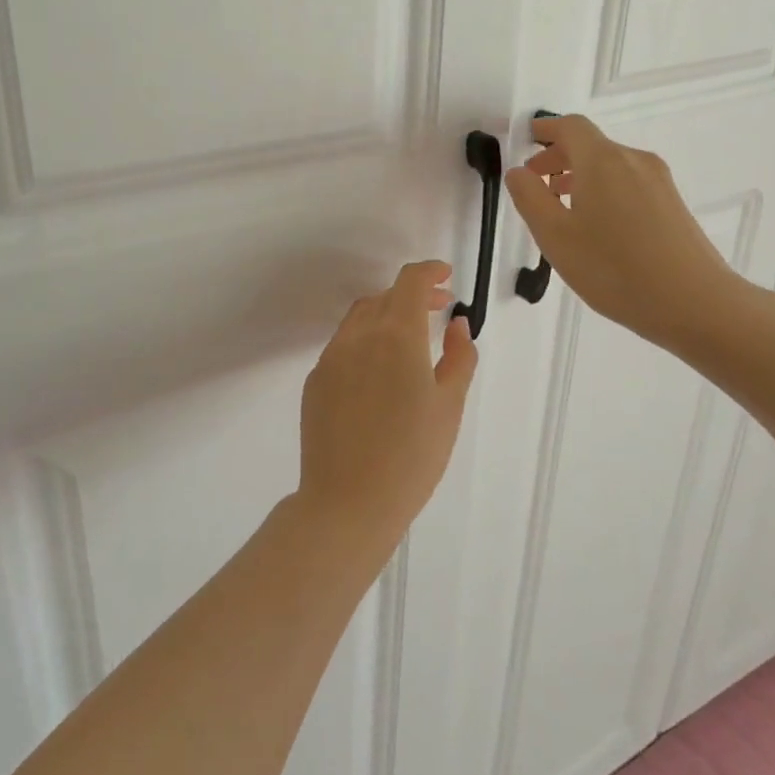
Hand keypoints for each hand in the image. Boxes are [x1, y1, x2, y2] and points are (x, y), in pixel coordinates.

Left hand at [295, 261, 478, 550]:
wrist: (348, 502)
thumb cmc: (412, 456)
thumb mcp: (449, 406)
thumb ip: (458, 357)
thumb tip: (455, 323)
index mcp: (395, 335)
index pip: (410, 282)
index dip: (429, 271)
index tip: (446, 276)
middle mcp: (358, 336)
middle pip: (385, 297)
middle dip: (413, 295)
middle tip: (439, 309)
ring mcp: (331, 358)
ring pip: (360, 318)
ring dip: (386, 315)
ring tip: (410, 338)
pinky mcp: (315, 381)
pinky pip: (343, 346)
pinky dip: (365, 341)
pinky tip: (380, 372)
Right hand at [504, 115, 741, 351]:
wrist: (694, 303)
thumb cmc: (613, 268)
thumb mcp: (555, 236)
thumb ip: (530, 198)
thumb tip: (518, 172)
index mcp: (602, 160)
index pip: (570, 126)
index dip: (546, 128)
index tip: (527, 138)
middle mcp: (633, 160)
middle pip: (591, 145)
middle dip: (559, 157)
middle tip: (535, 183)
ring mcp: (658, 182)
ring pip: (610, 166)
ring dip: (580, 177)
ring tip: (561, 209)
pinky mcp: (672, 204)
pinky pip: (628, 183)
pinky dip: (603, 191)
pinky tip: (596, 227)